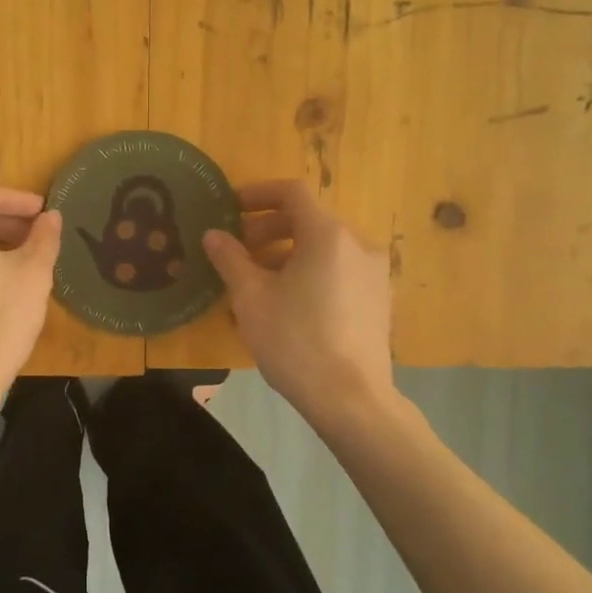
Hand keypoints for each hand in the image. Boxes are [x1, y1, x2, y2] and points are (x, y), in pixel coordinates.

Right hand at [203, 180, 392, 417]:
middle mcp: (357, 244)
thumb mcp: (251, 297)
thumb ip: (230, 258)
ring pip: (323, 247)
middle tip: (237, 250)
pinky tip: (287, 303)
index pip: (291, 193)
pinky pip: (338, 270)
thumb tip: (213, 235)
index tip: (230, 208)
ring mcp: (373, 273)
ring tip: (256, 281)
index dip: (258, 193)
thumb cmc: (295, 340)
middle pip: (307, 220)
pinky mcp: (378, 299)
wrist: (351, 398)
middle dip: (267, 229)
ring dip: (286, 253)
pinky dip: (309, 271)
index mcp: (328, 235)